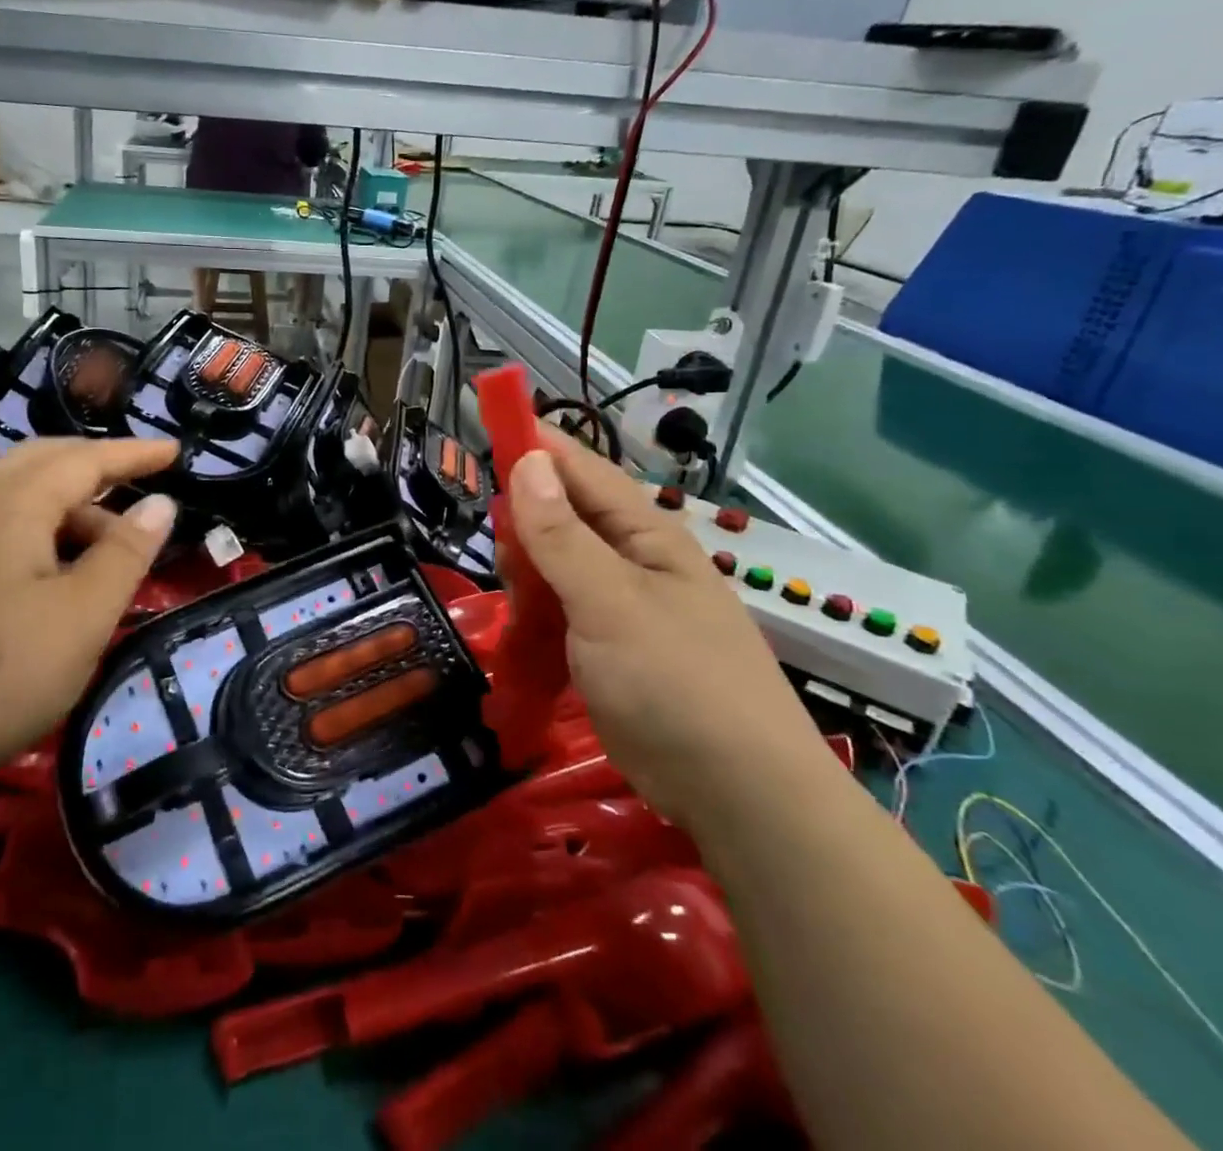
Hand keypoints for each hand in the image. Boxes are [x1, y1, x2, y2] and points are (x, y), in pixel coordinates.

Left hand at [0, 438, 180, 805]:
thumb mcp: (83, 616)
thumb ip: (126, 554)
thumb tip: (161, 504)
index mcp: (11, 504)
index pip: (84, 459)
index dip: (134, 454)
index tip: (175, 451)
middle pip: (43, 460)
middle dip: (97, 465)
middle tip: (142, 482)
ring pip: (16, 492)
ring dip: (68, 502)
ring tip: (107, 545)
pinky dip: (38, 525)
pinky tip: (51, 568)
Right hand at [508, 429, 826, 824]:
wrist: (738, 794)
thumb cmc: (676, 683)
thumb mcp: (609, 601)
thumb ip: (562, 535)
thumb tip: (528, 461)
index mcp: (644, 534)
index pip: (580, 469)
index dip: (534, 445)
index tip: (484, 428)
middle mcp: (632, 560)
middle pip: (561, 517)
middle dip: (524, 528)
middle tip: (506, 564)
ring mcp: (620, 605)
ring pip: (554, 567)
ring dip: (527, 579)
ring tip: (516, 611)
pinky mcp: (608, 646)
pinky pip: (559, 611)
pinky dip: (535, 617)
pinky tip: (522, 639)